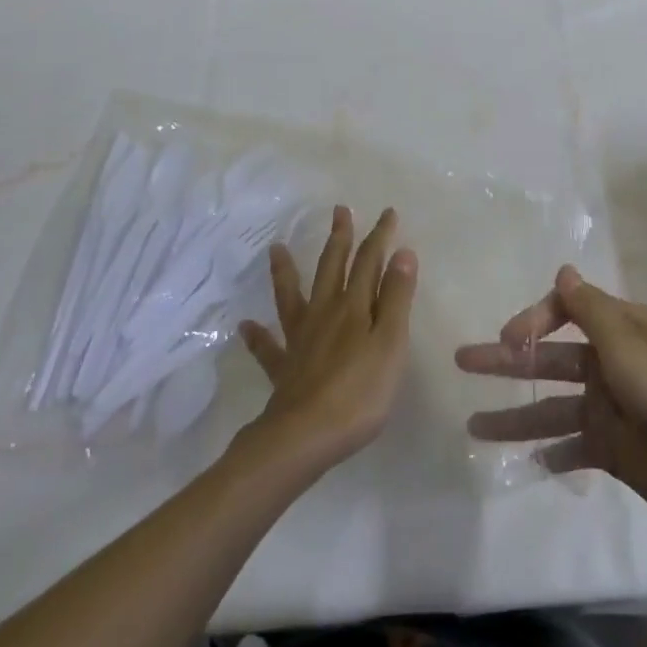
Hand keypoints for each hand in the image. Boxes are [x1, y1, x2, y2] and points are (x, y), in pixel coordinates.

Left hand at [239, 206, 416, 472]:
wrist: (305, 436)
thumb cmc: (360, 392)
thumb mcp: (391, 343)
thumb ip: (396, 298)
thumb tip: (402, 252)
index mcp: (354, 306)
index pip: (369, 261)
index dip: (380, 236)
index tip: (388, 213)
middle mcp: (325, 313)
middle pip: (332, 267)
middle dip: (339, 238)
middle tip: (339, 210)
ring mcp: (300, 339)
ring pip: (292, 296)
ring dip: (286, 271)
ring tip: (276, 248)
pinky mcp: (283, 368)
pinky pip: (267, 348)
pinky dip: (257, 336)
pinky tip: (244, 326)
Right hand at [455, 265, 646, 528]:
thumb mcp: (626, 344)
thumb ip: (589, 309)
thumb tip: (564, 267)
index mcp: (616, 329)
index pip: (563, 310)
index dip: (533, 319)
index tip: (509, 339)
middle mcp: (607, 362)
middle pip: (548, 358)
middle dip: (507, 360)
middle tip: (463, 362)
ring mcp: (607, 406)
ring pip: (550, 406)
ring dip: (515, 415)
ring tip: (473, 427)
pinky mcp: (610, 448)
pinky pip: (571, 446)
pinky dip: (549, 453)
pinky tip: (526, 461)